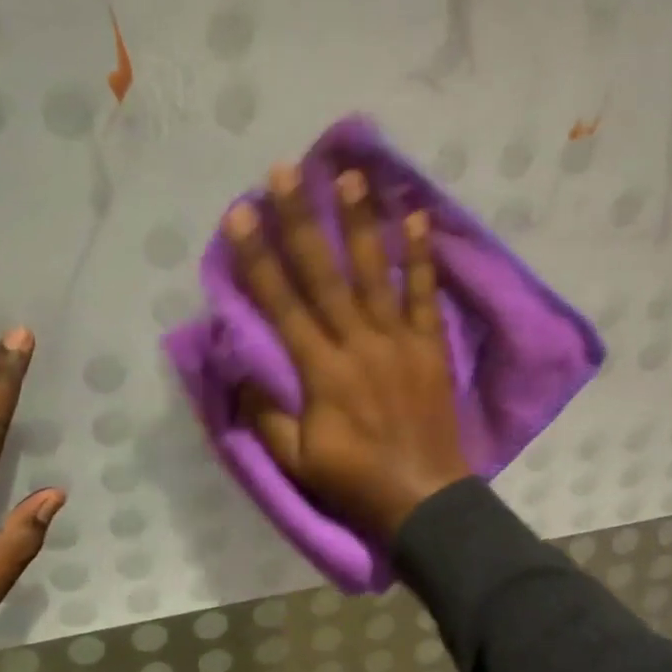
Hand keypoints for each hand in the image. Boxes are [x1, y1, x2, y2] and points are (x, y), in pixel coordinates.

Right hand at [227, 164, 470, 539]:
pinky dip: (423, 258)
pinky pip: (425, 296)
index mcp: (321, 372)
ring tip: (350, 177)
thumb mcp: (296, 461)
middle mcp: (358, 344)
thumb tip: (244, 372)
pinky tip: (419, 218)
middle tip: (285, 171)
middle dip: (301, 221)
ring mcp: (399, 341)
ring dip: (361, 223)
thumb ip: (267, 415)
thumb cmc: (355, 481)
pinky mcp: (430, 347)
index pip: (282, 304)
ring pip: (376, 273)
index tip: (240, 214)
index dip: (258, 258)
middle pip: (325, 274)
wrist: (425, 499)